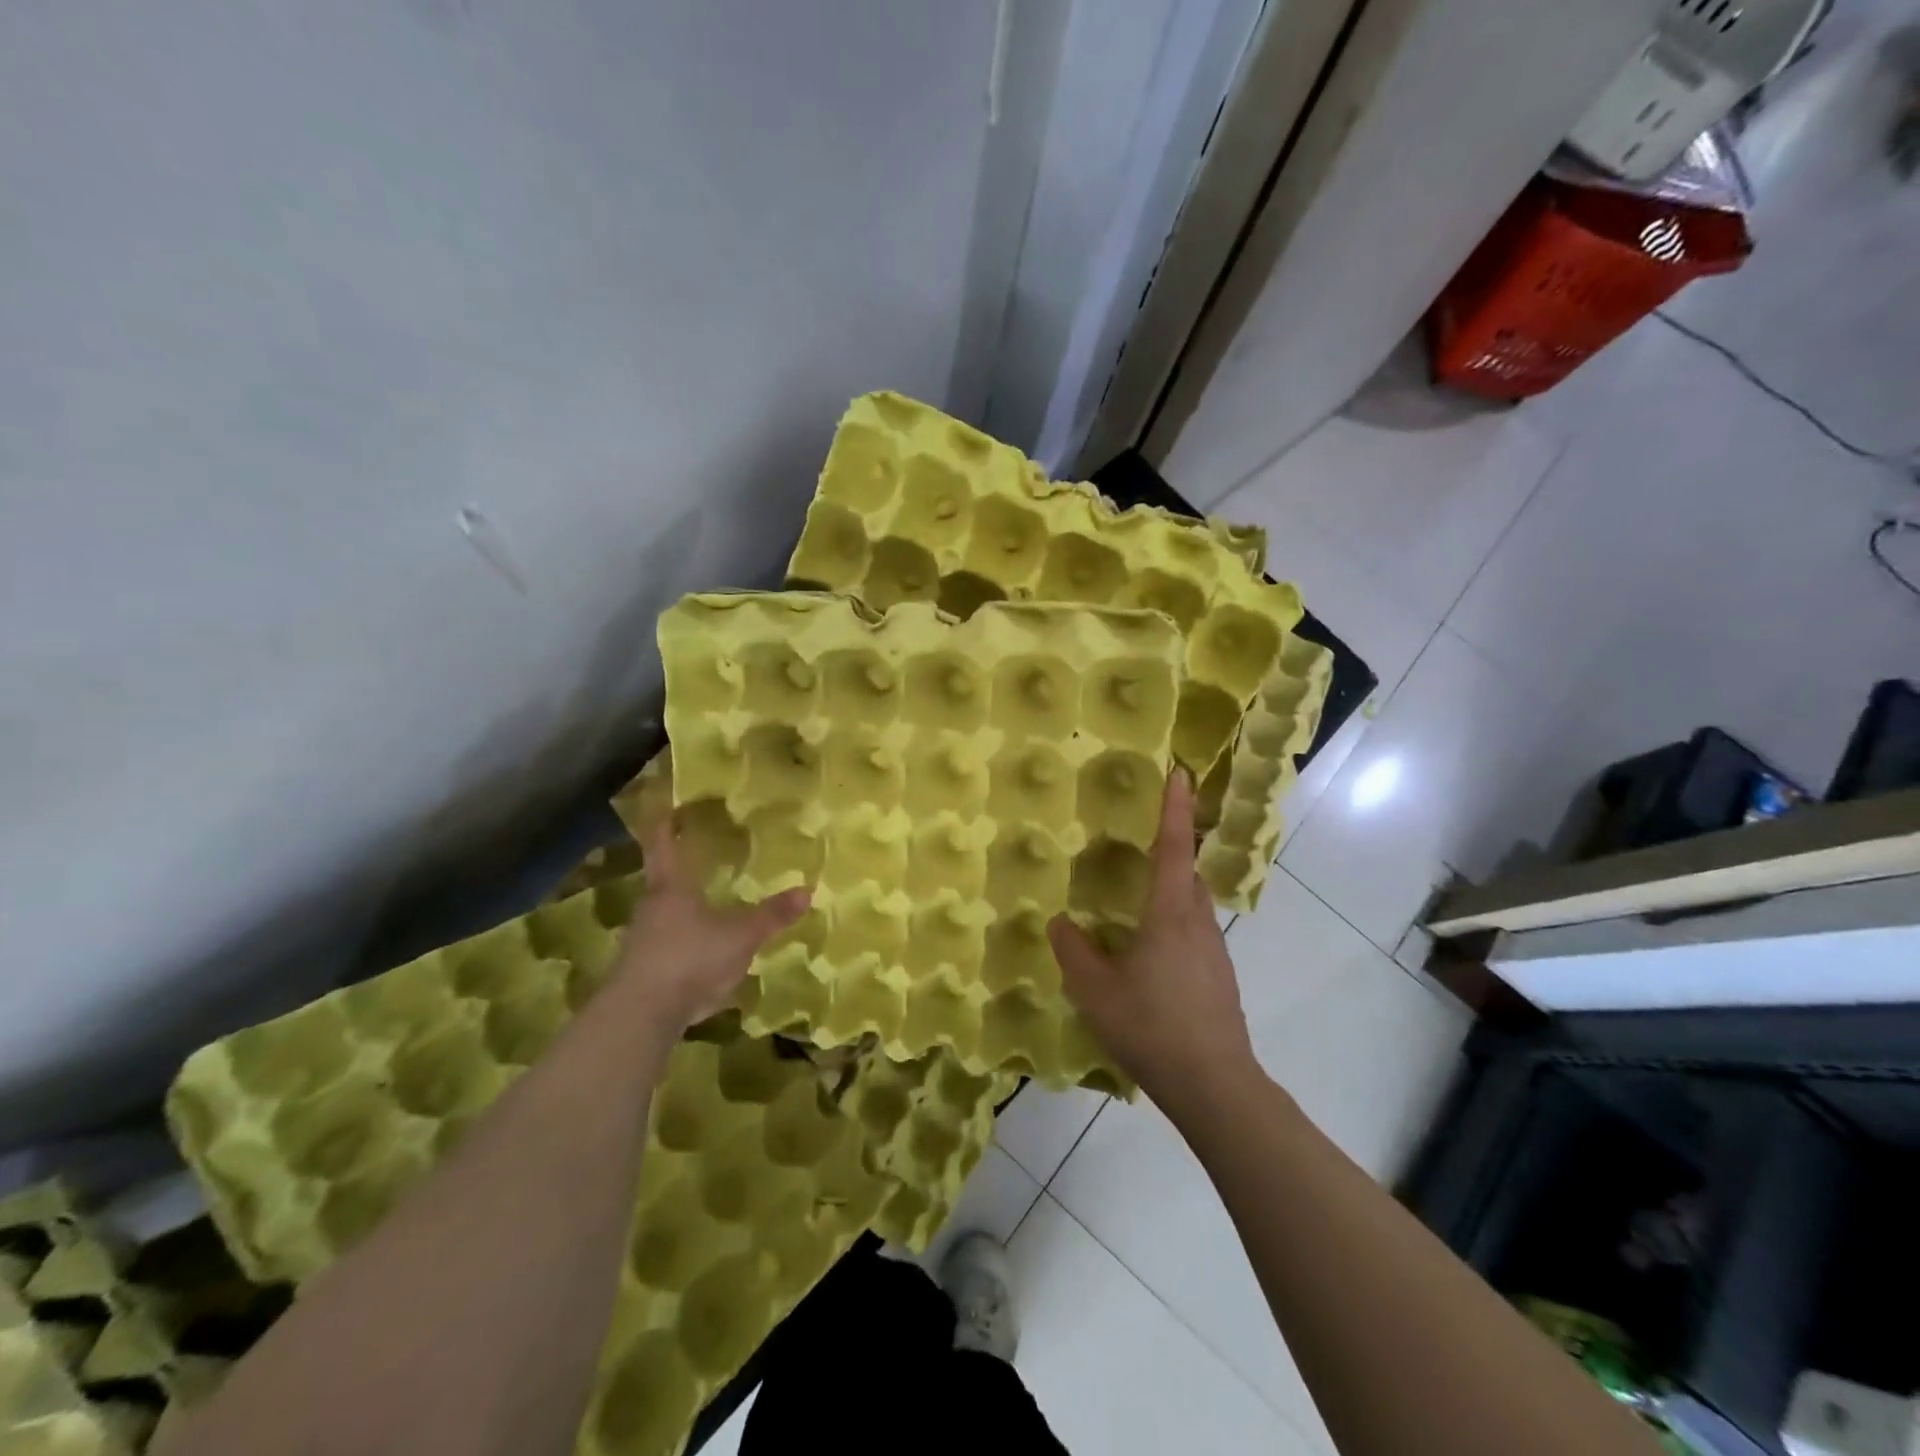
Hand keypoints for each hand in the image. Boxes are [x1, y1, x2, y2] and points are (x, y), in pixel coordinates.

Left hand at [612, 811, 808, 1038]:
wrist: (642, 1014)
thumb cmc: (691, 957)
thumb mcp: (741, 935)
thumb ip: (772, 915)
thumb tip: (807, 890)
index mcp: (671, 888)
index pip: (663, 845)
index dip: (664, 824)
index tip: (665, 805)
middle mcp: (651, 908)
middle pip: (662, 882)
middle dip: (678, 872)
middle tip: (696, 861)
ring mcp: (642, 942)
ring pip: (663, 918)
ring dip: (681, 912)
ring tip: (705, 910)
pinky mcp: (641, 973)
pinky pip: (665, 950)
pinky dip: (682, 947)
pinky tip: (701, 959)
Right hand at [1048, 772, 1257, 1111]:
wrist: (1214, 1084)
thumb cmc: (1151, 1027)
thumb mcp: (1096, 991)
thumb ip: (1074, 951)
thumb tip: (1060, 922)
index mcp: (1170, 915)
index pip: (1173, 848)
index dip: (1173, 808)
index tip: (1178, 772)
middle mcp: (1199, 923)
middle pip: (1189, 873)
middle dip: (1172, 850)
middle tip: (1141, 845)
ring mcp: (1215, 951)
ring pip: (1194, 905)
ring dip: (1172, 892)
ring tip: (1138, 906)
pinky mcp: (1220, 976)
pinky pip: (1196, 933)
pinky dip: (1175, 925)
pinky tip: (1151, 957)